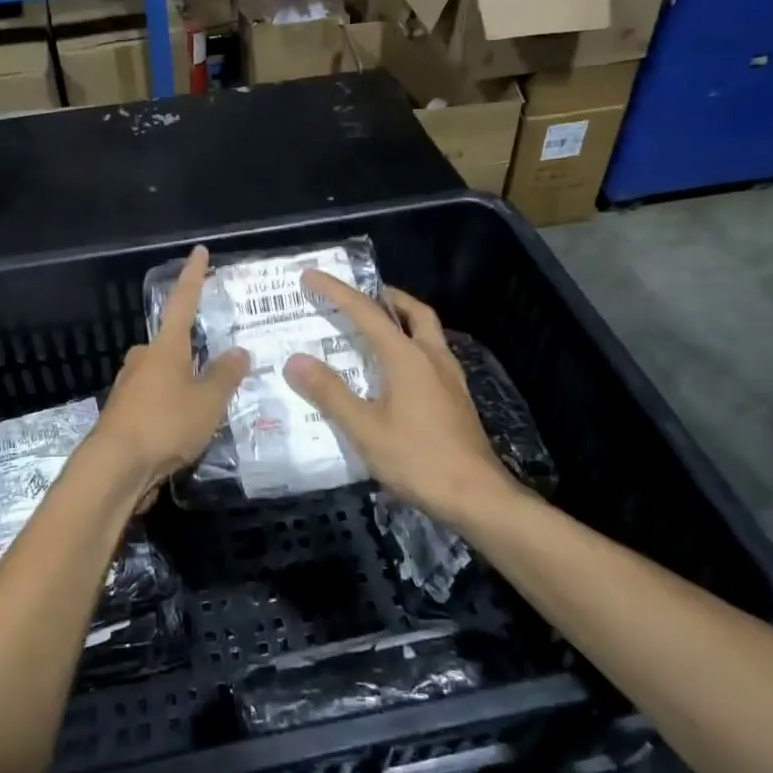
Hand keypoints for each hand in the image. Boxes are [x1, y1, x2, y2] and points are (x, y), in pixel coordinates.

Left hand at [89, 246, 249, 496]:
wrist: (115, 467)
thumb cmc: (165, 424)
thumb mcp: (208, 401)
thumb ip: (226, 375)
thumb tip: (239, 351)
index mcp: (165, 347)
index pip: (183, 302)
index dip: (194, 276)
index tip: (199, 251)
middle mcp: (143, 360)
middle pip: (171, 345)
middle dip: (191, 352)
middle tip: (217, 365)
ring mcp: (129, 387)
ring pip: (162, 375)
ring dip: (182, 384)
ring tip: (207, 406)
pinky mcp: (123, 414)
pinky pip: (154, 400)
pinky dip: (170, 408)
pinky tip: (184, 429)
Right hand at [283, 275, 520, 522]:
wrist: (477, 496)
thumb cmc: (417, 459)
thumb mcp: (364, 428)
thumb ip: (330, 392)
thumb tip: (295, 360)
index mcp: (407, 357)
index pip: (366, 312)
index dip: (337, 292)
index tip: (311, 276)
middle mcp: (432, 358)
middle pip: (413, 312)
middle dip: (386, 297)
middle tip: (360, 296)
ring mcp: (450, 378)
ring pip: (427, 332)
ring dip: (402, 320)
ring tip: (376, 329)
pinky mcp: (457, 399)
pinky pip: (432, 355)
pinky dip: (412, 346)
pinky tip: (398, 372)